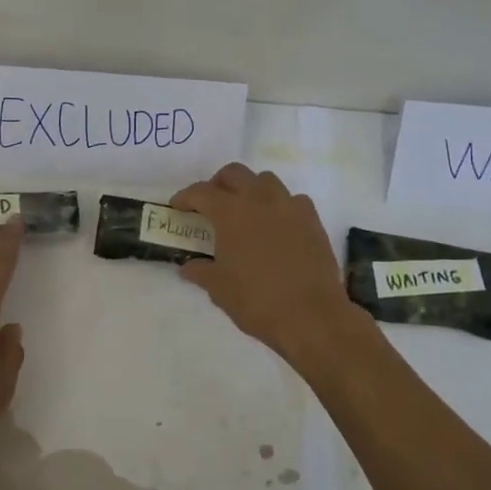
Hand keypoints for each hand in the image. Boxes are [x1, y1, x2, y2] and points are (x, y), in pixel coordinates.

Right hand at [170, 163, 360, 366]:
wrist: (311, 316)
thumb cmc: (257, 301)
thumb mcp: (219, 289)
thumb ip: (201, 271)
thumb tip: (188, 267)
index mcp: (231, 213)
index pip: (201, 192)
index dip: (185, 197)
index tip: (177, 208)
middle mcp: (260, 200)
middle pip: (234, 173)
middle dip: (217, 184)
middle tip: (210, 204)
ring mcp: (289, 206)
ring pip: (265, 180)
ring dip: (250, 188)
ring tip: (245, 211)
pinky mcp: (312, 219)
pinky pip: (292, 199)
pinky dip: (279, 205)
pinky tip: (276, 225)